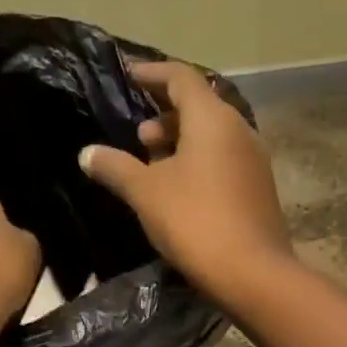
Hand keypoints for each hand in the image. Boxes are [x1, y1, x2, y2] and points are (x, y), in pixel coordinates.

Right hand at [79, 61, 293, 304]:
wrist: (252, 273)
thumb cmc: (195, 221)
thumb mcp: (145, 193)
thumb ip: (115, 167)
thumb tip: (87, 153)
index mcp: (212, 119)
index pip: (180, 77)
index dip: (152, 73)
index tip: (128, 75)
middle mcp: (239, 130)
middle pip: (199, 106)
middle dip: (164, 114)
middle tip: (138, 137)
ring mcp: (254, 160)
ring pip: (212, 136)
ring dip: (181, 141)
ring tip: (152, 164)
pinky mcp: (258, 188)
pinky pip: (224, 160)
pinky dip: (198, 162)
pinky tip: (179, 189)